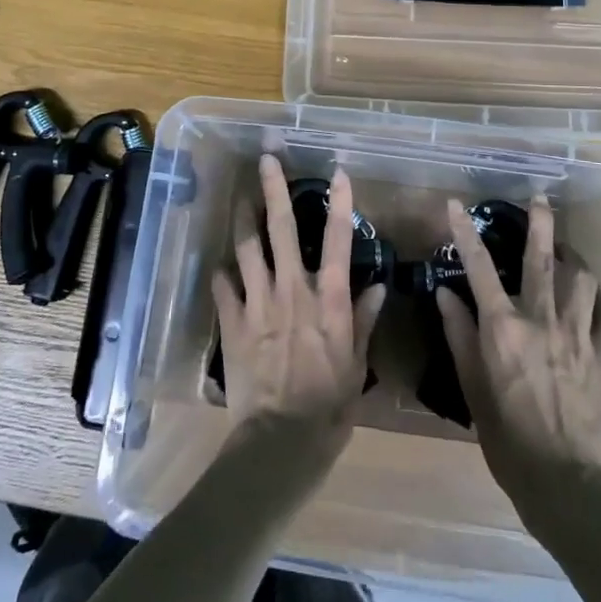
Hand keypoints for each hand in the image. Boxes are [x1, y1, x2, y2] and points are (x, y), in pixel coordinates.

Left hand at [211, 157, 385, 447]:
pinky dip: (223, 273)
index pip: (337, 242)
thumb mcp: (356, 366)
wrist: (280, 442)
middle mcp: (292, 290)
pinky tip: (222, 265)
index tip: (338, 173)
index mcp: (327, 300)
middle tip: (266, 160)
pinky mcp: (233, 322)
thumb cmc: (329, 407)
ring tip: (239, 198)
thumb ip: (363, 321)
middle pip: (282, 230)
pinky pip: (223, 286)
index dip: (340, 205)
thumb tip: (379, 287)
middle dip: (274, 191)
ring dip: (243, 220)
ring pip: (247, 248)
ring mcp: (258, 303)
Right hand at [435, 196, 600, 520]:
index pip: (479, 268)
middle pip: (541, 260)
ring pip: (579, 281)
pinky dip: (593, 302)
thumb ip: (459, 335)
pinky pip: (600, 316)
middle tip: (540, 198)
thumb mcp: (472, 388)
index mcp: (502, 328)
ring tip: (566, 251)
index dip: (466, 233)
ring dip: (572, 260)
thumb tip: (445, 294)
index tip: (456, 204)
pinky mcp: (598, 355)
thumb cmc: (507, 438)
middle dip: (541, 224)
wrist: (565, 482)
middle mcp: (540, 321)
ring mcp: (575, 336)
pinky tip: (588, 301)